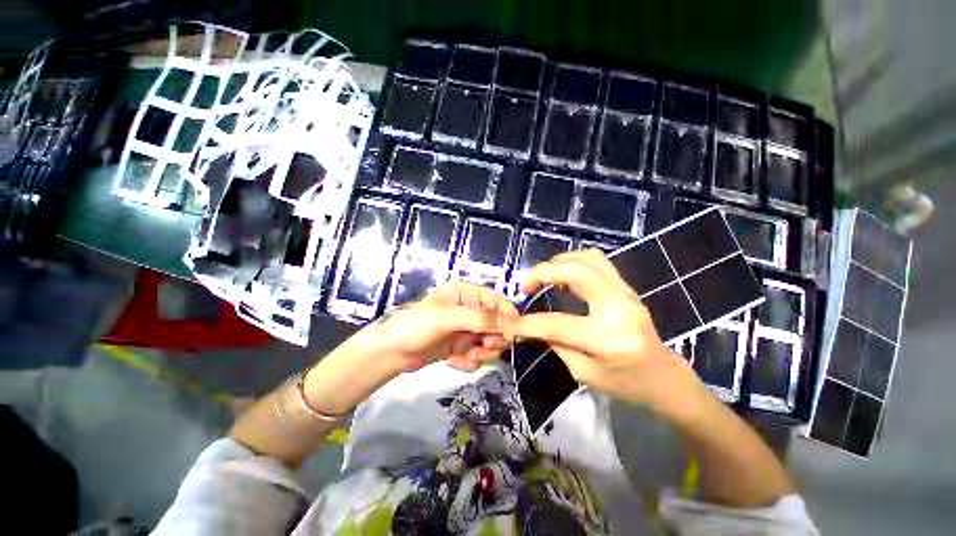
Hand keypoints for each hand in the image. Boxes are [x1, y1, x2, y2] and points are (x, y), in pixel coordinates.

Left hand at [356, 281, 517, 373]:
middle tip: (483, 348)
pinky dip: (469, 362)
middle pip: (497, 324)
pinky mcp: (460, 347)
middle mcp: (468, 310)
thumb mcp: (447, 317)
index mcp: (466, 294)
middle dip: (492, 339)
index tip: (513, 333)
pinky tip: (455, 362)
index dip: (508, 315)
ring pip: (489, 342)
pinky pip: (477, 355)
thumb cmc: (416, 326)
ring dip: (481, 353)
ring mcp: (465, 330)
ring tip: (466, 358)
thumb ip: (479, 318)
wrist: (390, 352)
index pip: (496, 300)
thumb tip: (511, 322)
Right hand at [509, 250, 707, 417]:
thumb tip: (532, 325)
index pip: (558, 324)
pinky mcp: (626, 287)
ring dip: (558, 262)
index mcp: (610, 338)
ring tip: (541, 277)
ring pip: (588, 259)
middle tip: (524, 285)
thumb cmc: (627, 384)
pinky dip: (572, 262)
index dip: (528, 323)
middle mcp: (620, 307)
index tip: (508, 322)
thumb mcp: (585, 374)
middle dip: (542, 273)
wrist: (665, 377)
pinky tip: (561, 275)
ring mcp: (626, 293)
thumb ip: (556, 344)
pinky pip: (597, 262)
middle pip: (576, 272)